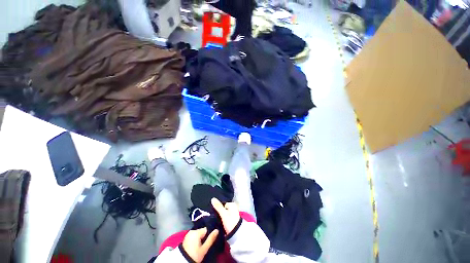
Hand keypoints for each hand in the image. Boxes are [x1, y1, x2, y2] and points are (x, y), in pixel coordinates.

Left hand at [182, 227, 218, 262]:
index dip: (209, 234)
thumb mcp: (204, 248)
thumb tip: (217, 230)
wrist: (182, 261)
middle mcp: (192, 230)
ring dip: (200, 238)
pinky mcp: (186, 237)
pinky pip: (194, 235)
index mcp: (196, 232)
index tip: (210, 240)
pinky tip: (197, 245)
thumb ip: (211, 239)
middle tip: (205, 244)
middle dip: (204, 236)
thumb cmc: (195, 254)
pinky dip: (196, 239)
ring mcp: (188, 234)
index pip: (206, 229)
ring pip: (198, 233)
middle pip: (202, 231)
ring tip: (201, 245)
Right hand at [211, 198, 240, 233]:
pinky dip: (223, 220)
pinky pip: (226, 218)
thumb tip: (212, 198)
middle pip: (224, 208)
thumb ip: (218, 206)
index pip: (223, 204)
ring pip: (225, 213)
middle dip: (219, 212)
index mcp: (232, 205)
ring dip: (221, 216)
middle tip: (213, 216)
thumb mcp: (223, 214)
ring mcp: (234, 214)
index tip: (214, 213)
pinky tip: (220, 223)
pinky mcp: (233, 221)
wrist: (237, 234)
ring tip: (215, 220)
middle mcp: (234, 208)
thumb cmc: (230, 222)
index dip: (218, 208)